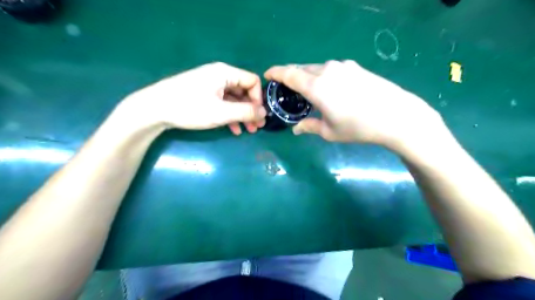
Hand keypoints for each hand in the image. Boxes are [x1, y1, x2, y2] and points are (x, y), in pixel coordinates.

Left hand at [124, 62, 266, 134]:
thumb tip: (264, 113)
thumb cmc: (190, 108)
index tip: (258, 115)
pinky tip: (234, 129)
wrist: (154, 109)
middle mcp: (219, 75)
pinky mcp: (203, 94)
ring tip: (248, 130)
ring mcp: (210, 85)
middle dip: (251, 109)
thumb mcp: (221, 112)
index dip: (258, 99)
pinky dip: (230, 115)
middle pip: (244, 91)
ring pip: (234, 99)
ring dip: (242, 115)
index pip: (252, 81)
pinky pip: (223, 103)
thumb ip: (245, 112)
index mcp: (225, 73)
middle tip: (256, 127)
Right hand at [263, 59, 442, 148]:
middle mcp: (327, 70)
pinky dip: (323, 76)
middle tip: (287, 89)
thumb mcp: (329, 132)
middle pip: (302, 69)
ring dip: (308, 77)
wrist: (396, 116)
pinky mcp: (356, 67)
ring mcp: (343, 66)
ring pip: (317, 68)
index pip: (289, 73)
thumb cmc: (358, 127)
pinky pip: (331, 69)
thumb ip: (309, 126)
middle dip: (291, 76)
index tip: (268, 75)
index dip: (276, 72)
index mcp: (316, 86)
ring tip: (308, 91)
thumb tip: (296, 129)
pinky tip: (329, 89)